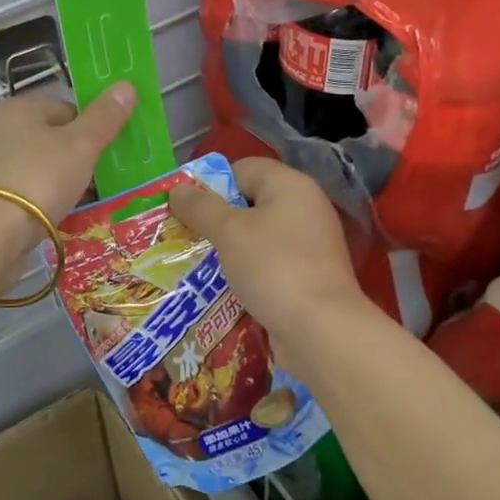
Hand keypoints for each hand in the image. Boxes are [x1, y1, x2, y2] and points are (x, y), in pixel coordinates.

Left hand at [0, 84, 137, 251]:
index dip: (92, 130)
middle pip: (50, 139)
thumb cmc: (37, 180)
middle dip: (76, 160)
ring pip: (35, 169)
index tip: (107, 156)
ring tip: (79, 206)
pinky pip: (20, 194)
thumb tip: (126, 84)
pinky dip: (38, 205)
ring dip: (57, 185)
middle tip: (98, 184)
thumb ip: (105, 117)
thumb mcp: (80, 146)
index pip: (66, 108)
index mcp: (19, 108)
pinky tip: (52, 222)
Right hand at [168, 157, 366, 375]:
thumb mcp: (228, 231)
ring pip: (257, 236)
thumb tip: (177, 189)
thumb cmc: (273, 267)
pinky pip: (269, 264)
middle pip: (249, 202)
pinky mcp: (308, 276)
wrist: (322, 331)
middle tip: (186, 237)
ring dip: (229, 249)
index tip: (188, 210)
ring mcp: (309, 244)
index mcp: (290, 185)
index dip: (213, 185)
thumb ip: (200, 207)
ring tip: (197, 265)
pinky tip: (224, 289)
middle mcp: (304, 208)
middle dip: (216, 220)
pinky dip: (247, 273)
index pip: (243, 169)